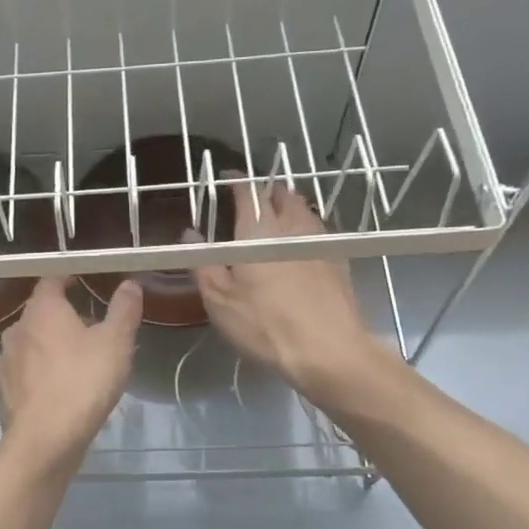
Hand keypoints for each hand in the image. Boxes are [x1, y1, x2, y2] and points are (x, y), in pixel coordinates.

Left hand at [0, 277, 141, 466]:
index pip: (50, 281)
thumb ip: (123, 310)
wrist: (44, 441)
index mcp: (42, 311)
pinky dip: (40, 375)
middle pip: (40, 314)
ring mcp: (5, 362)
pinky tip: (58, 391)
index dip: (66, 279)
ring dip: (50, 348)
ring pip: (30, 345)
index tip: (82, 282)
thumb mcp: (115, 343)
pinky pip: (24, 374)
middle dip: (62, 318)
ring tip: (77, 363)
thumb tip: (130, 283)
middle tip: (90, 329)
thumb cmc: (83, 382)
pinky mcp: (3, 392)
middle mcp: (16, 330)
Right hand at [184, 177, 375, 399]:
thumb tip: (190, 234)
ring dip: (287, 206)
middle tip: (251, 198)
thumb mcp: (220, 300)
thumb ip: (203, 263)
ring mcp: (319, 242)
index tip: (225, 178)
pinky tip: (298, 245)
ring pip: (302, 210)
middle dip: (265, 191)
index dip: (235, 181)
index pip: (246, 192)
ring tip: (275, 216)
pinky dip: (304, 228)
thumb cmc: (265, 325)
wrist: (329, 350)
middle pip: (280, 195)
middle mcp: (291, 227)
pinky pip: (317, 231)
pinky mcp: (338, 260)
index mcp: (257, 231)